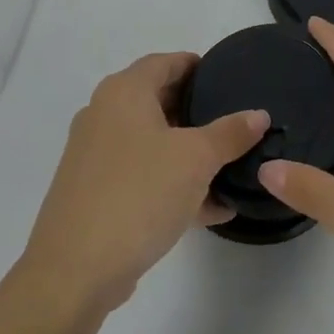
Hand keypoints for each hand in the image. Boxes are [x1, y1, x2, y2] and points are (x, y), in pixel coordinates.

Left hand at [22, 53, 266, 312]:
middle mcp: (104, 116)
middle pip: (158, 101)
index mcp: (124, 93)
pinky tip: (211, 208)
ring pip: (152, 143)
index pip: (165, 62)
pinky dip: (173, 184)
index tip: (228, 77)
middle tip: (235, 122)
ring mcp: (95, 157)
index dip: (197, 66)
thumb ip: (230, 133)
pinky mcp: (95, 194)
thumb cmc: (139, 194)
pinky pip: (143, 177)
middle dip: (197, 112)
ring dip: (189, 154)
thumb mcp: (196, 159)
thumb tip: (258, 115)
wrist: (75, 271)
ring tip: (231, 167)